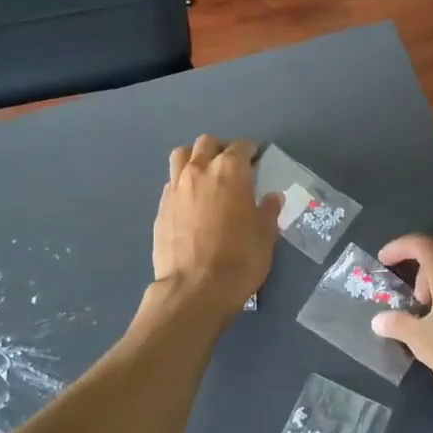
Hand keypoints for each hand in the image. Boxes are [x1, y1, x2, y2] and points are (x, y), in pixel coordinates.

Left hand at [152, 136, 281, 315]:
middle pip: (207, 143)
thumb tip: (272, 198)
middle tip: (231, 166)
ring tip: (206, 176)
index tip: (256, 160)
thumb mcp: (265, 236)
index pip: (241, 146)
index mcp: (229, 171)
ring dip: (195, 158)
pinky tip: (191, 202)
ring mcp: (175, 188)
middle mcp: (199, 171)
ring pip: (181, 156)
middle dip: (220, 149)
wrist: (194, 290)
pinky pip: (171, 183)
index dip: (250, 151)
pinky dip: (182, 184)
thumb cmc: (239, 260)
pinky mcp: (161, 208)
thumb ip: (268, 211)